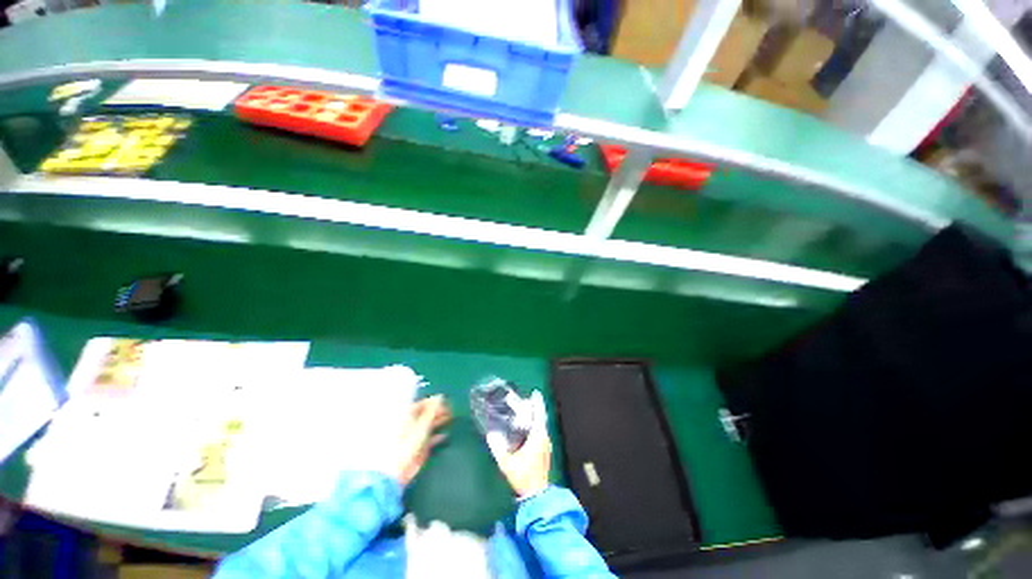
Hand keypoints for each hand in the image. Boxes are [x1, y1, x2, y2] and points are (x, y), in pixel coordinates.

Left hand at [395, 395, 452, 486]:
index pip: (421, 404)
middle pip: (425, 414)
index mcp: (407, 416)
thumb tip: (440, 396)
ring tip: (450, 418)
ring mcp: (414, 436)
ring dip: (438, 421)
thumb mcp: (422, 425)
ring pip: (428, 425)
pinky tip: (445, 435)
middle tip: (450, 409)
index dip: (433, 402)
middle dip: (437, 411)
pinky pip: (429, 439)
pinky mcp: (419, 448)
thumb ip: (432, 411)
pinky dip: (437, 436)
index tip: (445, 401)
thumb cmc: (407, 444)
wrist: (397, 471)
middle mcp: (411, 425)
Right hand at [486, 390, 551, 498]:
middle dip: (534, 407)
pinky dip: (535, 425)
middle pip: (541, 418)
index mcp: (538, 437)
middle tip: (525, 400)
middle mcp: (544, 437)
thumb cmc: (523, 476)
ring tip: (525, 410)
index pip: (539, 415)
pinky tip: (527, 427)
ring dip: (535, 416)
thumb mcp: (507, 462)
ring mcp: (546, 444)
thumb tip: (490, 434)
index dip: (537, 403)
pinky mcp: (545, 450)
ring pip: (541, 425)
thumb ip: (497, 448)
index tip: (535, 392)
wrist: (537, 493)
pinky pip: (541, 431)